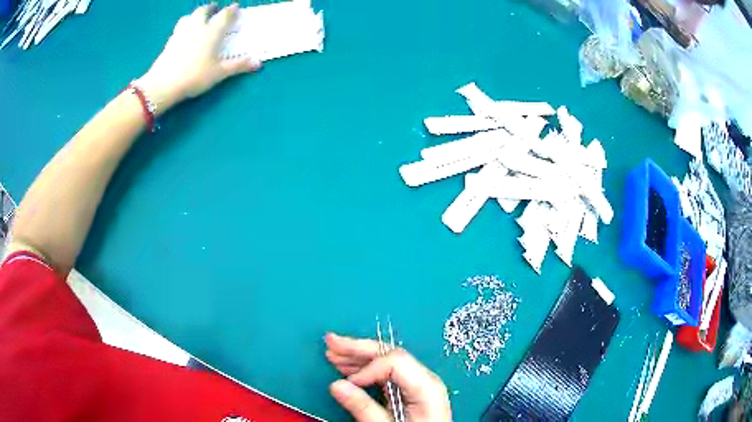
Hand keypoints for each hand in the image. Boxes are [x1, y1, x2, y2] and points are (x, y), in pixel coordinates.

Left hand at [135, 3, 261, 114]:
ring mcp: (181, 33)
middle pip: (204, 11)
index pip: (224, 15)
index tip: (235, 7)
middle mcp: (197, 27)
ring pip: (189, 17)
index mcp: (211, 31)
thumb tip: (258, 63)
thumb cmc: (194, 76)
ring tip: (198, 19)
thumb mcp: (219, 73)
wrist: (163, 84)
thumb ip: (238, 66)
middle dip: (211, 8)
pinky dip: (184, 27)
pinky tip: (184, 34)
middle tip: (215, 8)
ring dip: (195, 15)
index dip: (231, 10)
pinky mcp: (169, 42)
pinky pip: (179, 28)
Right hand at [325, 333, 451, 421]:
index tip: (348, 381)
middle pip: (389, 354)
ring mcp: (417, 383)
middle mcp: (424, 379)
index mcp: (426, 386)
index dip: (367, 367)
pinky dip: (364, 369)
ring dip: (357, 356)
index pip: (394, 361)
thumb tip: (337, 386)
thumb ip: (363, 407)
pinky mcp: (409, 391)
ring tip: (333, 353)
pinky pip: (386, 373)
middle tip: (332, 342)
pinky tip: (348, 367)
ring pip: (385, 361)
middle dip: (357, 348)